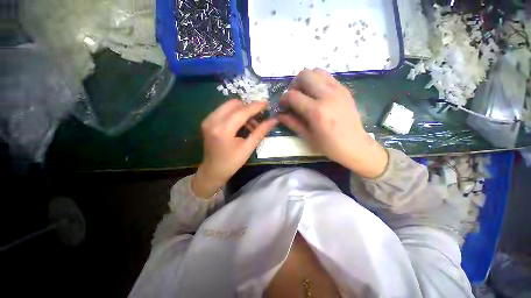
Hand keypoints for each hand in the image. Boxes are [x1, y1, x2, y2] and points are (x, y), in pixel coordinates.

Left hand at [192, 100, 277, 197]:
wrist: (213, 171)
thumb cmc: (232, 163)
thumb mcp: (248, 148)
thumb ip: (260, 132)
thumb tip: (274, 120)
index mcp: (223, 130)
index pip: (242, 112)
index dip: (255, 107)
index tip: (266, 103)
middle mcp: (213, 121)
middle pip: (234, 104)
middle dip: (248, 107)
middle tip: (258, 117)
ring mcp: (208, 120)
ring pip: (228, 105)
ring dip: (242, 110)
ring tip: (250, 123)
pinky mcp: (207, 121)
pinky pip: (223, 110)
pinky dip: (234, 113)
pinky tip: (241, 123)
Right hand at [278, 68, 387, 177]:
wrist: (355, 145)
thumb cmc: (329, 146)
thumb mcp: (307, 136)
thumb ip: (291, 122)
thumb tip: (279, 114)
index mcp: (316, 111)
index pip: (293, 95)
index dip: (283, 99)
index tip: (283, 105)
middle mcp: (327, 95)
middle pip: (304, 75)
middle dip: (295, 85)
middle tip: (295, 98)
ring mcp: (338, 90)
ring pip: (317, 71)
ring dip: (307, 81)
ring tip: (306, 95)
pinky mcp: (344, 89)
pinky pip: (327, 77)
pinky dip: (318, 82)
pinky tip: (317, 95)